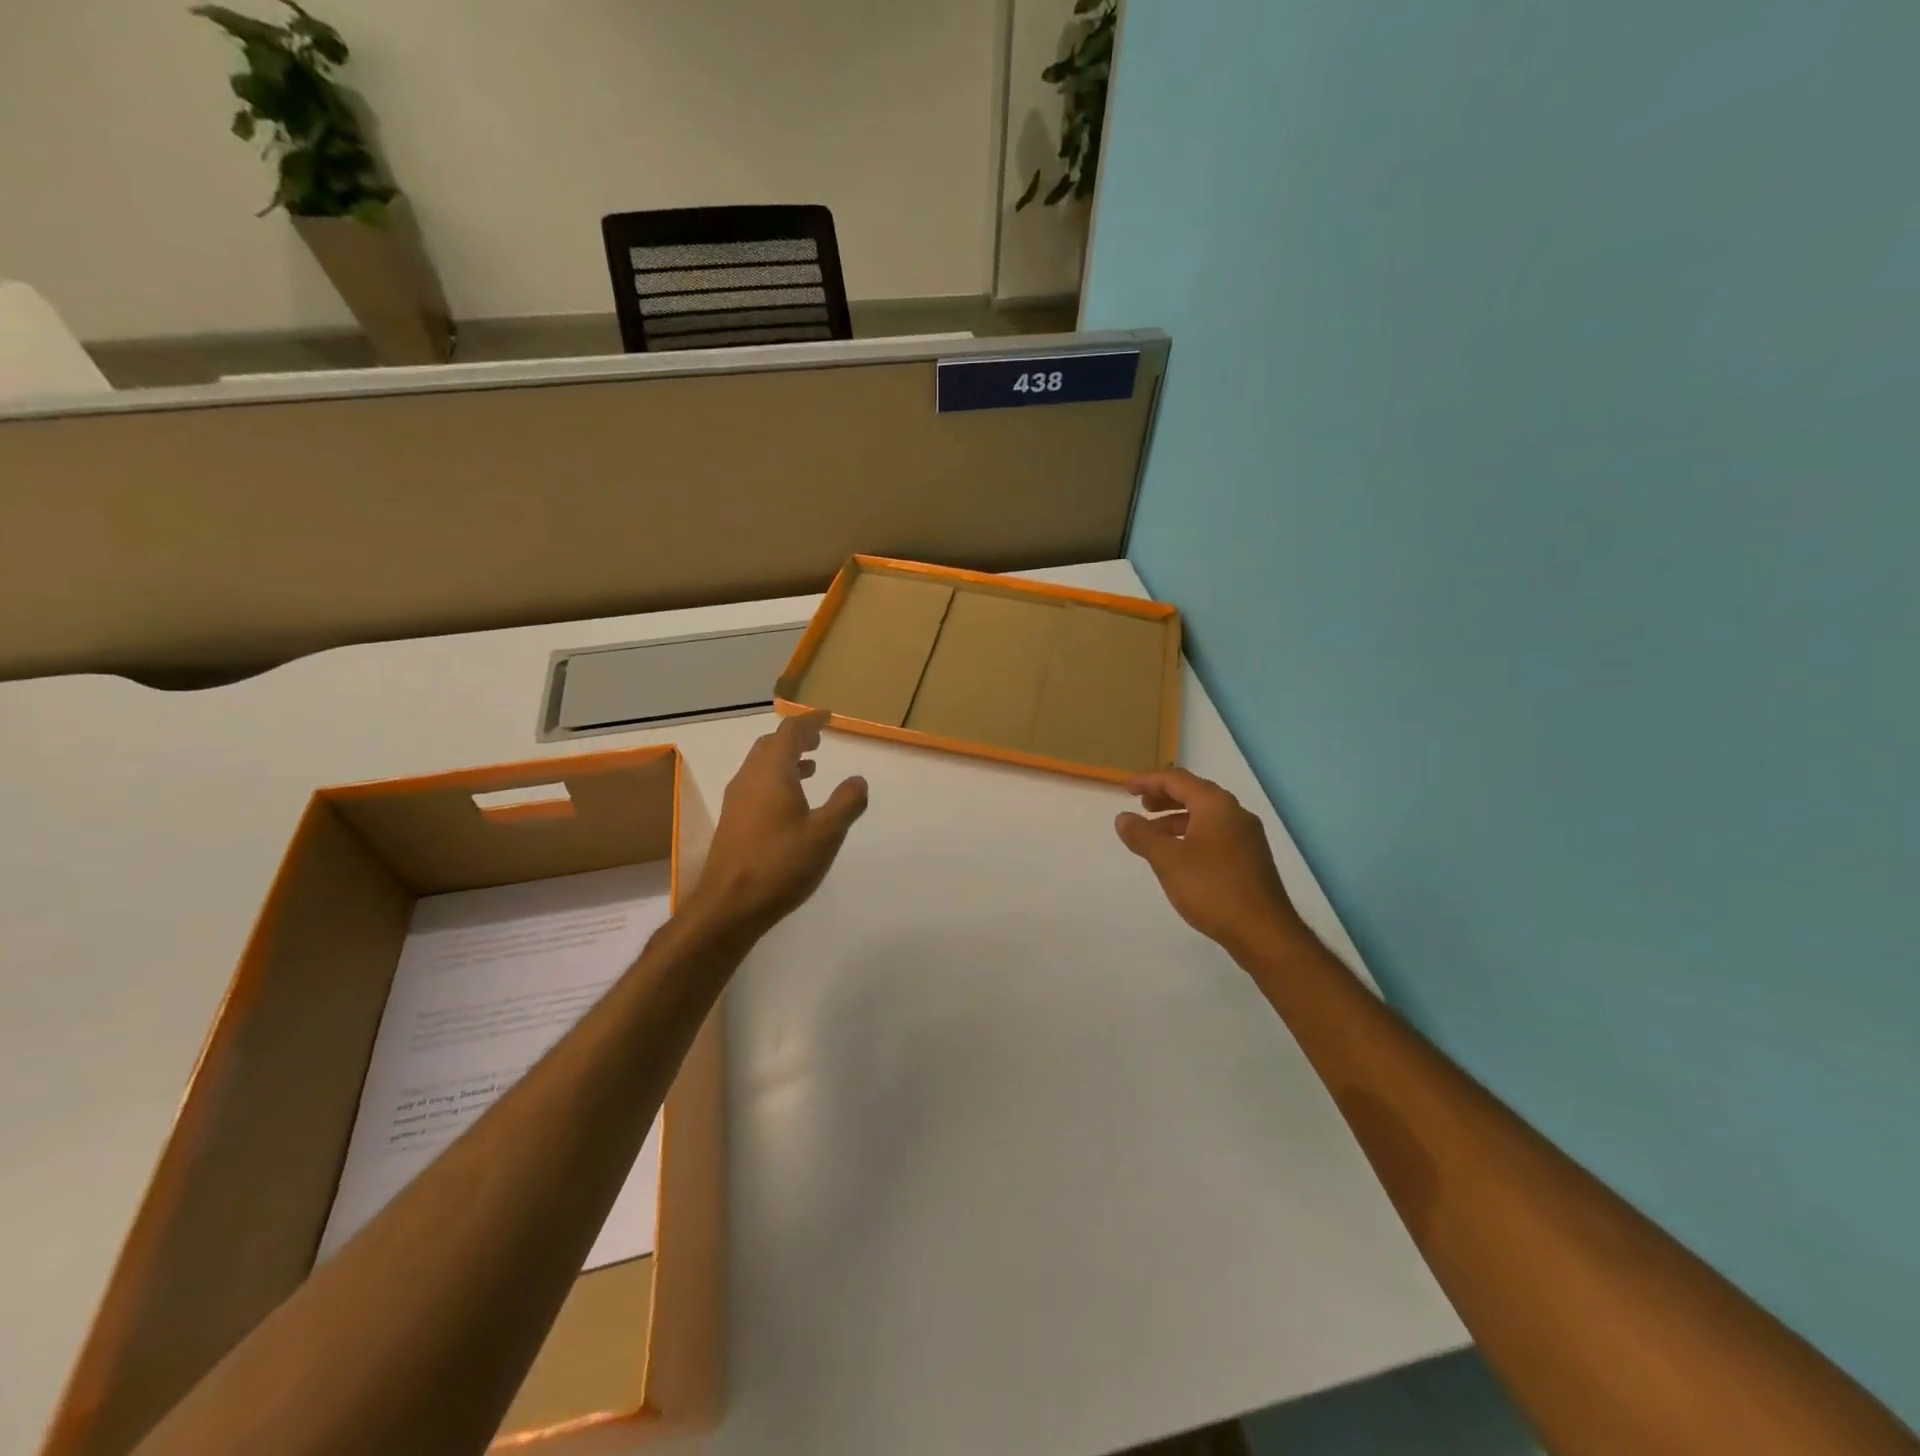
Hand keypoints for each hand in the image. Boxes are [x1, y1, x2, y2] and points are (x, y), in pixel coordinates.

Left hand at [694, 711, 868, 936]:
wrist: (729, 905)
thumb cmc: (780, 864)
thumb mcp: (825, 834)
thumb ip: (846, 803)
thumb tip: (858, 780)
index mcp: (771, 773)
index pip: (790, 732)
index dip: (809, 721)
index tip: (827, 718)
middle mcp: (749, 778)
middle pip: (770, 745)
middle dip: (795, 738)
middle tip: (818, 739)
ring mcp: (737, 800)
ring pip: (760, 765)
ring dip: (784, 759)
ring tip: (810, 768)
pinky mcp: (733, 821)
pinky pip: (755, 785)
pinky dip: (775, 779)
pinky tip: (790, 803)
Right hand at [1115, 768, 1305, 956]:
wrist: (1262, 932)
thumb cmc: (1212, 888)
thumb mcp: (1167, 860)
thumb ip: (1142, 835)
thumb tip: (1123, 818)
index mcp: (1216, 805)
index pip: (1178, 780)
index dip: (1149, 781)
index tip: (1126, 789)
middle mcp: (1235, 814)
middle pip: (1194, 794)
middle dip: (1164, 797)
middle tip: (1140, 806)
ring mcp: (1247, 836)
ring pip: (1205, 816)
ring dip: (1176, 818)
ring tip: (1153, 834)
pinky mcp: (1250, 858)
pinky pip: (1215, 834)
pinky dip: (1191, 834)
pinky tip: (1179, 856)